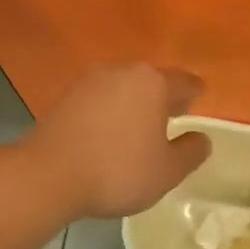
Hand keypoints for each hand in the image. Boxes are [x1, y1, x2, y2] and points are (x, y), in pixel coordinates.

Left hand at [21, 63, 211, 219]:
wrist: (49, 176)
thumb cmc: (118, 171)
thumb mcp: (167, 171)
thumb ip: (190, 152)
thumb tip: (201, 139)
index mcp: (152, 83)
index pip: (184, 83)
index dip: (194, 93)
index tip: (198, 100)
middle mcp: (121, 72)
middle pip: (151, 82)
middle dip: (163, 98)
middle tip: (173, 117)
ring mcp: (89, 83)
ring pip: (123, 89)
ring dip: (134, 105)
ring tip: (140, 128)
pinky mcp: (65, 98)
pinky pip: (99, 101)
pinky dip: (110, 113)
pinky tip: (110, 134)